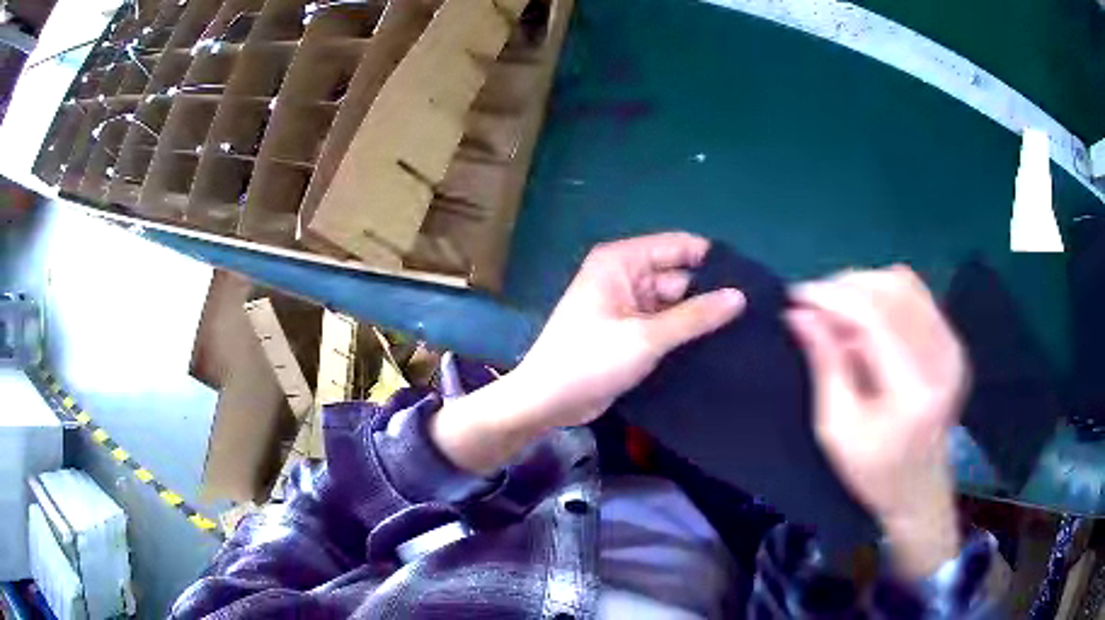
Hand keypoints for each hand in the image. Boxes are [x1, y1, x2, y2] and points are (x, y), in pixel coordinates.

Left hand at [432, 233, 744, 473]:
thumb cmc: (589, 360)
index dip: (713, 260)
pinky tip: (720, 344)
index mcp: (622, 261)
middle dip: (711, 292)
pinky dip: (687, 333)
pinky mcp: (632, 332)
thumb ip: (694, 316)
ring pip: (676, 303)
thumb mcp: (645, 337)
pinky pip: (667, 324)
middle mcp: (627, 276)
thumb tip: (739, 296)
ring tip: (747, 328)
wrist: (548, 402)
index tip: (752, 280)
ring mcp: (629, 305)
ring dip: (701, 316)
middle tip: (757, 311)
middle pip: (680, 276)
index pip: (679, 246)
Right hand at [785, 266, 967, 578]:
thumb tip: (799, 314)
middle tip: (813, 305)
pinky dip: (885, 294)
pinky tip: (865, 316)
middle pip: (891, 290)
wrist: (920, 489)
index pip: (875, 316)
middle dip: (845, 287)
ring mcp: (952, 346)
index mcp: (914, 389)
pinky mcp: (953, 341)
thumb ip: (824, 365)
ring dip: (864, 287)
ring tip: (836, 310)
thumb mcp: (837, 429)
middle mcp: (941, 358)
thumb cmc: (873, 471)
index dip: (833, 296)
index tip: (796, 296)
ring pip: (904, 284)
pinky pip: (917, 295)